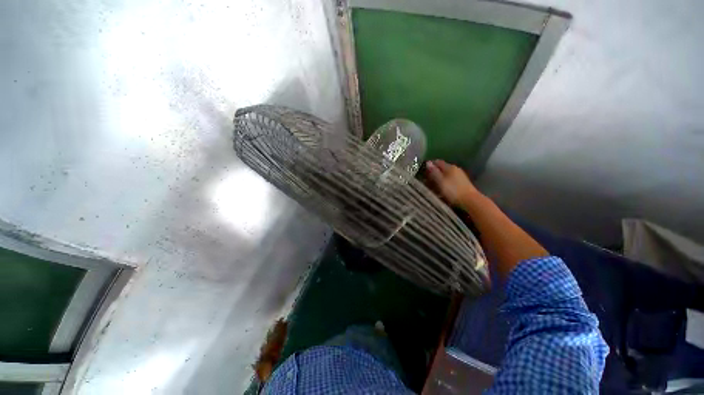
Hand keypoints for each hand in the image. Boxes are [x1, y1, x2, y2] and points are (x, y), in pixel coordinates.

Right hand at [425, 160, 480, 206]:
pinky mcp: (462, 183)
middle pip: (441, 169)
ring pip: (445, 175)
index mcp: (449, 167)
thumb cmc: (453, 191)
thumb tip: (428, 162)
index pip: (437, 162)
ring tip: (432, 187)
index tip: (423, 173)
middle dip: (433, 174)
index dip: (429, 166)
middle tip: (426, 181)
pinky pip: (450, 180)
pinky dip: (444, 183)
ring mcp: (459, 176)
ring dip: (438, 179)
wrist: (470, 201)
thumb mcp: (440, 181)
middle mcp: (455, 169)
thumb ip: (434, 172)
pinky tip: (441, 190)